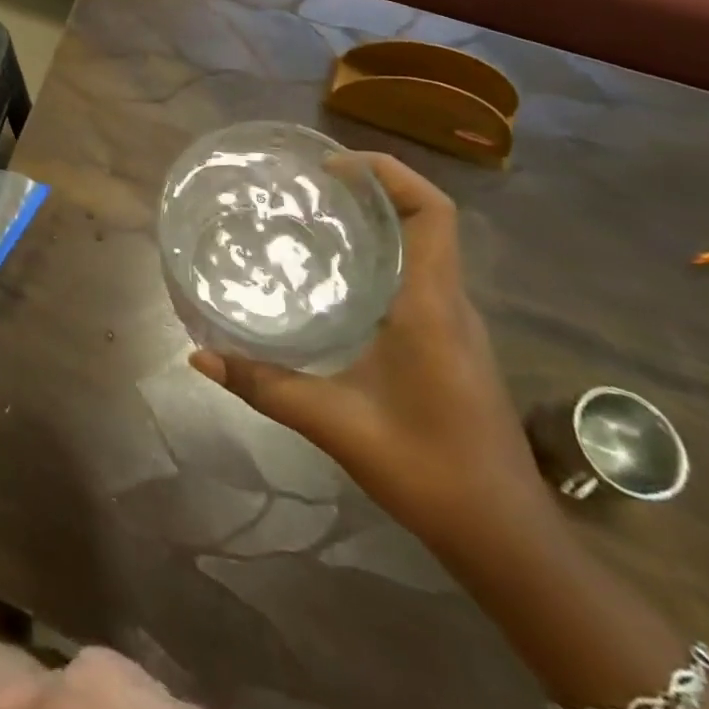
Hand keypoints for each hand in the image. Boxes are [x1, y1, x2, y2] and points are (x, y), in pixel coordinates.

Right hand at [190, 152, 546, 557]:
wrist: (509, 542)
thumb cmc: (432, 472)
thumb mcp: (337, 426)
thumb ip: (266, 387)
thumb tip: (199, 357)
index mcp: (432, 306)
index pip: (433, 213)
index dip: (390, 174)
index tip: (333, 166)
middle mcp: (449, 303)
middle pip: (425, 219)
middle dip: (371, 189)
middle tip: (307, 185)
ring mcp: (455, 325)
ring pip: (422, 247)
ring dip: (376, 220)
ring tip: (313, 217)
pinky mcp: (451, 344)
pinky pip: (418, 276)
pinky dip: (380, 255)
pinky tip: (335, 276)